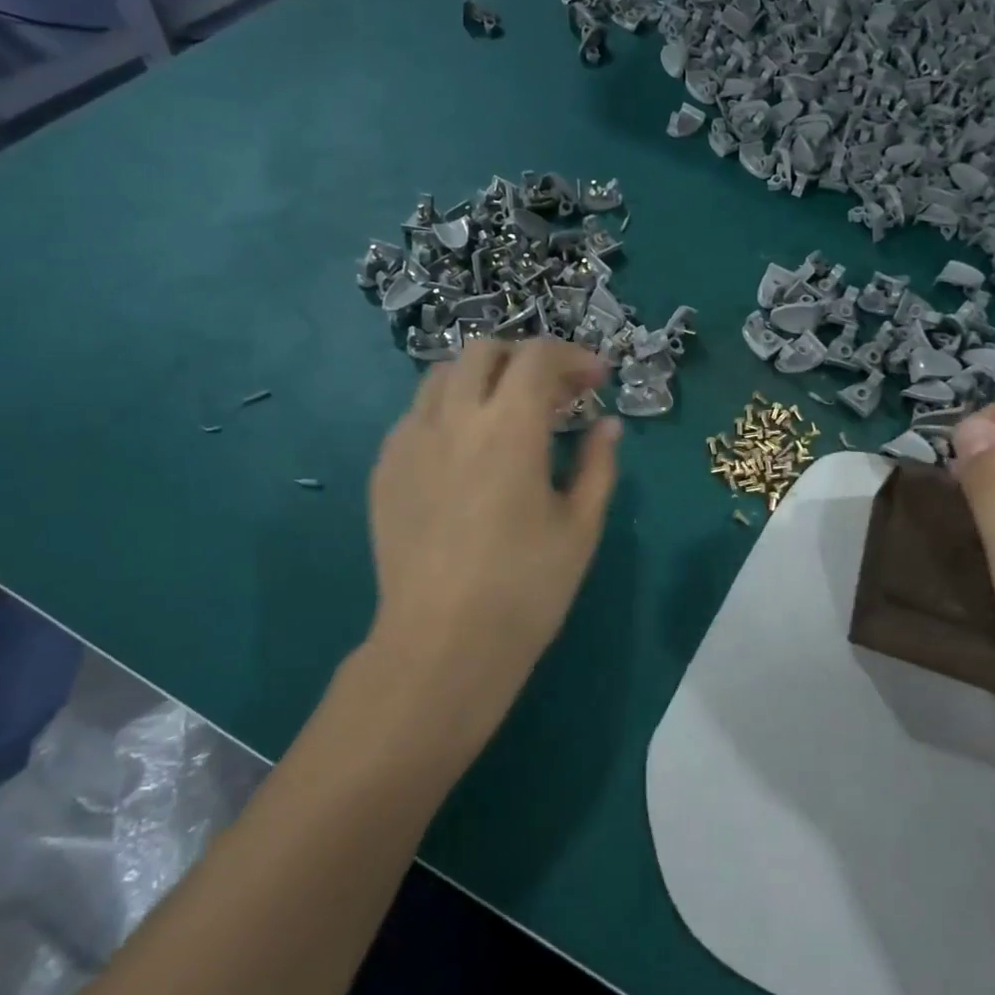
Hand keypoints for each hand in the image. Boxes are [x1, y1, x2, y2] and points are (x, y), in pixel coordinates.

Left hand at [363, 338, 620, 746]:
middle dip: (526, 358)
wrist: (442, 644)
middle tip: (555, 393)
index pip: (539, 357)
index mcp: (509, 427)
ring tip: (508, 414)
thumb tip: (609, 425)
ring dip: (483, 379)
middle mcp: (453, 418)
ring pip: (443, 376)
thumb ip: (599, 464)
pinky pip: (417, 414)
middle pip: (484, 350)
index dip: (575, 357)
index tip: (598, 380)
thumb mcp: (581, 526)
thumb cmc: (525, 588)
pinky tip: (467, 452)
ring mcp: (410, 440)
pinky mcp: (385, 468)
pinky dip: (450, 411)